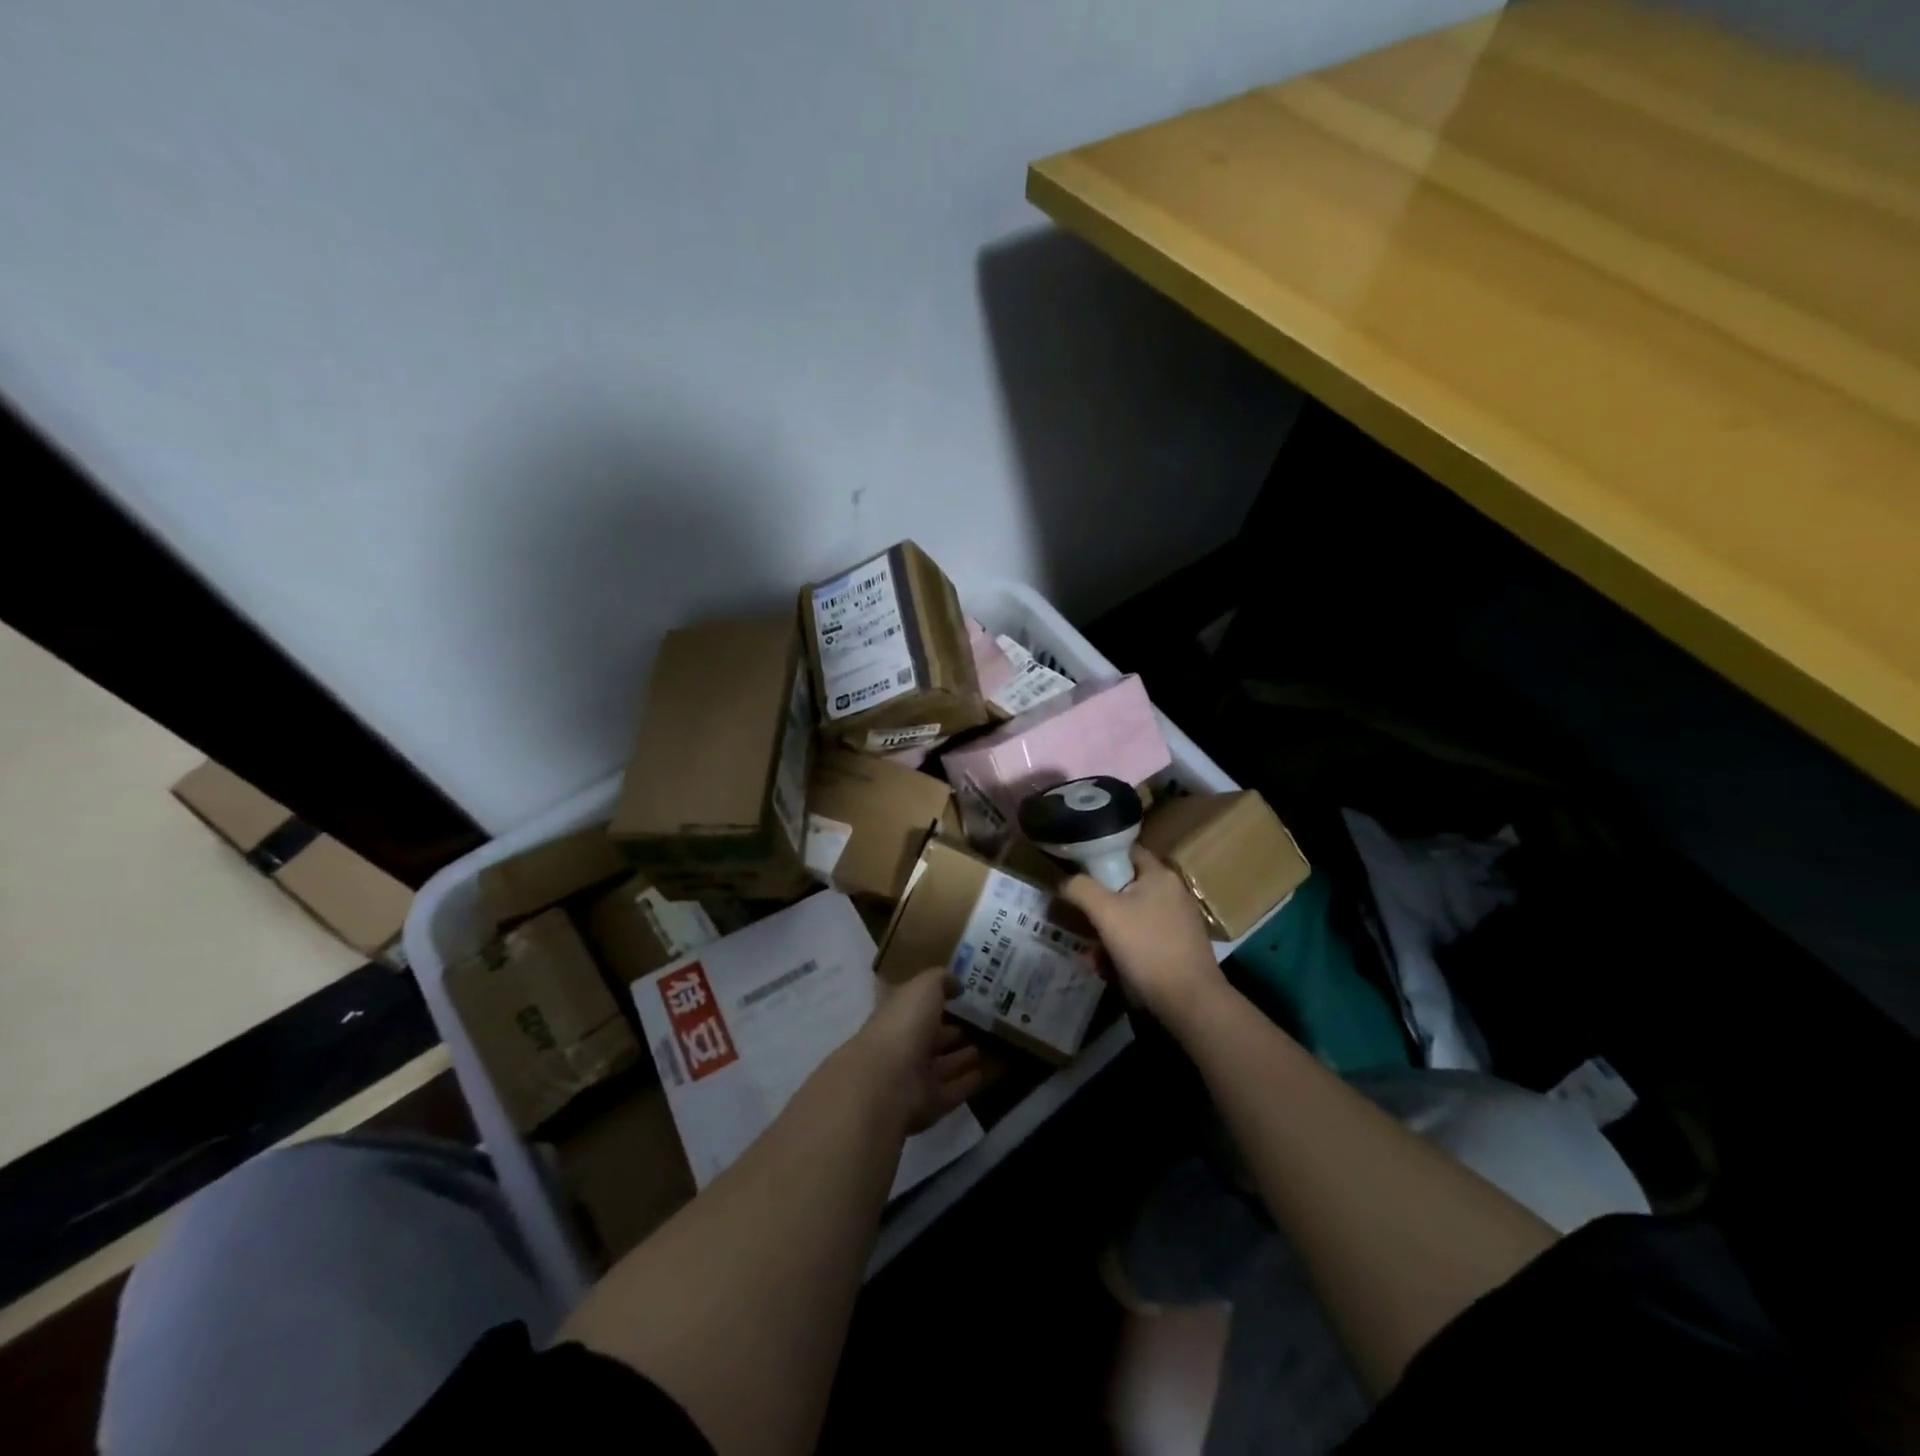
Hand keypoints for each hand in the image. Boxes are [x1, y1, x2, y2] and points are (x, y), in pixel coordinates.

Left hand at [854, 968, 983, 1132]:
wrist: (887, 1082)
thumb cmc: (903, 1025)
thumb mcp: (923, 987)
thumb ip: (940, 980)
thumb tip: (956, 983)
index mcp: (896, 1015)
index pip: (913, 1006)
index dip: (931, 1001)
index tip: (955, 996)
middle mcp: (902, 1046)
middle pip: (928, 1038)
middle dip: (947, 1032)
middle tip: (971, 1025)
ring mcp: (912, 1078)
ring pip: (940, 1066)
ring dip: (958, 1059)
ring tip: (980, 1049)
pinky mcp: (927, 1105)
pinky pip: (950, 1091)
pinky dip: (965, 1084)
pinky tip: (982, 1074)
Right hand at [1060, 845, 1226, 1025]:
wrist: (1190, 1001)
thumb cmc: (1147, 948)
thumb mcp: (1105, 913)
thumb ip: (1080, 889)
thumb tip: (1065, 882)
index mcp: (1160, 875)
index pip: (1126, 851)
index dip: (1099, 857)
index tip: (1077, 874)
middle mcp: (1173, 892)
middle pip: (1126, 887)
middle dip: (1099, 904)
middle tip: (1079, 919)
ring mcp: (1179, 921)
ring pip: (1131, 916)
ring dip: (1108, 931)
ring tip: (1090, 953)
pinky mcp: (1179, 946)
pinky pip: (1143, 938)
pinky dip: (1124, 948)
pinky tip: (1109, 968)